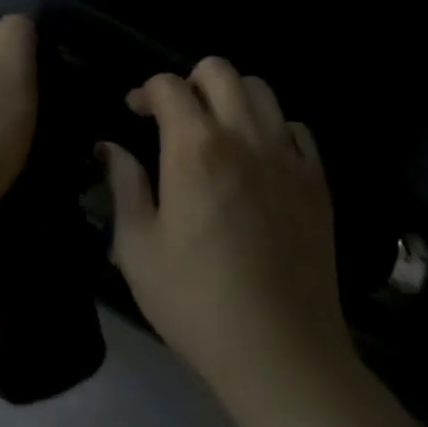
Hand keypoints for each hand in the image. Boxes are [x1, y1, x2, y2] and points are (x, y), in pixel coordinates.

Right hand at [99, 59, 351, 398]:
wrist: (282, 355)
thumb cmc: (196, 301)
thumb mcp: (137, 246)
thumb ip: (124, 185)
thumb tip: (110, 147)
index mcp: (195, 149)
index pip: (169, 85)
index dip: (146, 91)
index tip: (134, 114)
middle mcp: (245, 138)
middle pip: (220, 71)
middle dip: (189, 81)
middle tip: (175, 117)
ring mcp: (288, 159)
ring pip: (262, 91)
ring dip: (232, 98)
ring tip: (216, 132)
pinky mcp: (317, 184)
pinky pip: (296, 130)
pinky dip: (271, 129)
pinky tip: (257, 161)